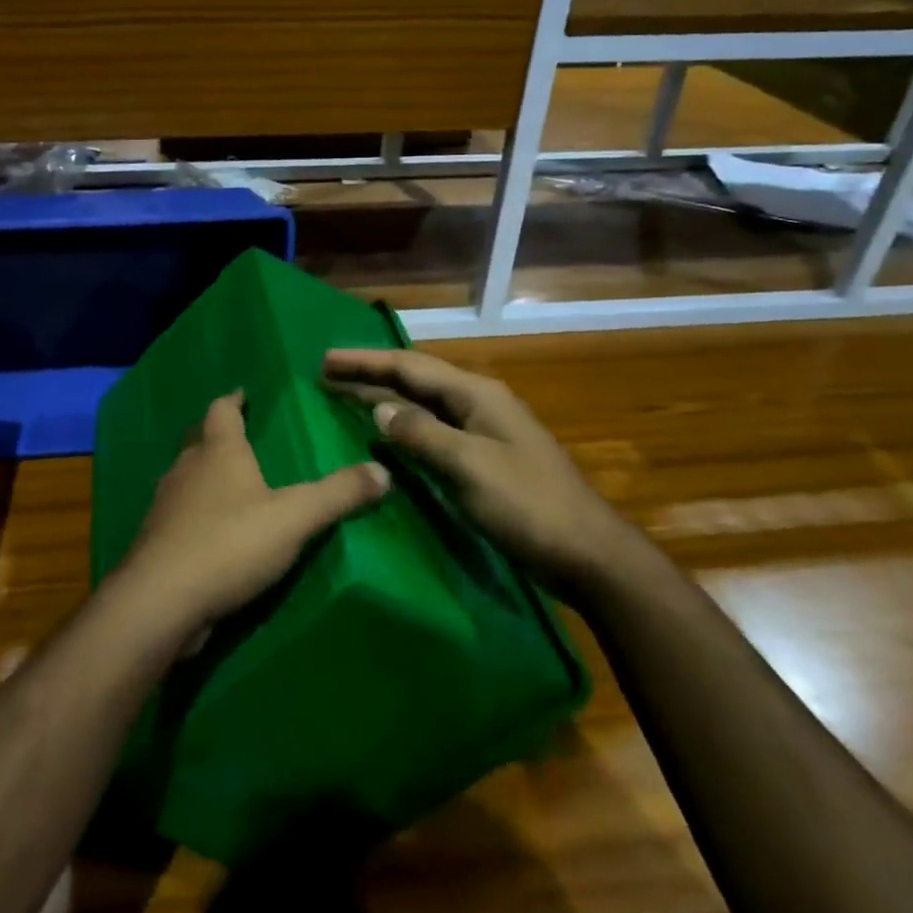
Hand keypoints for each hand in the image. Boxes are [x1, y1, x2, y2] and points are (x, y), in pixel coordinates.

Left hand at [119, 392, 389, 641]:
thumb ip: (339, 494)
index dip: (233, 400)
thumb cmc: (230, 543)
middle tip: (240, 439)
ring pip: (185, 480)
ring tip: (228, 485)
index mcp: (218, 452)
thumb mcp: (295, 518)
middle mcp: (186, 470)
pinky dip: (194, 516)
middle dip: (218, 438)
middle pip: (200, 442)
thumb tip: (383, 471)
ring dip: (204, 477)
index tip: (241, 393)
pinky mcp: (156, 543)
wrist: (161, 601)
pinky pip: (178, 517)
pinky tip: (210, 533)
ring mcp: (165, 507)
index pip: (222, 411)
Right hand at [323, 348, 627, 591]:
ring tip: (344, 397)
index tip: (325, 360)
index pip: (410, 367)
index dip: (366, 361)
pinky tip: (386, 436)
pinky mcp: (484, 458)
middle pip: (416, 379)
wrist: (587, 552)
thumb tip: (379, 408)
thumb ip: (421, 433)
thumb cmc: (527, 504)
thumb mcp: (469, 466)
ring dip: (385, 398)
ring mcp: (483, 431)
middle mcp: (478, 403)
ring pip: (423, 404)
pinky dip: (404, 427)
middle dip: (371, 375)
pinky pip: (433, 430)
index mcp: (476, 394)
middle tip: (326, 374)